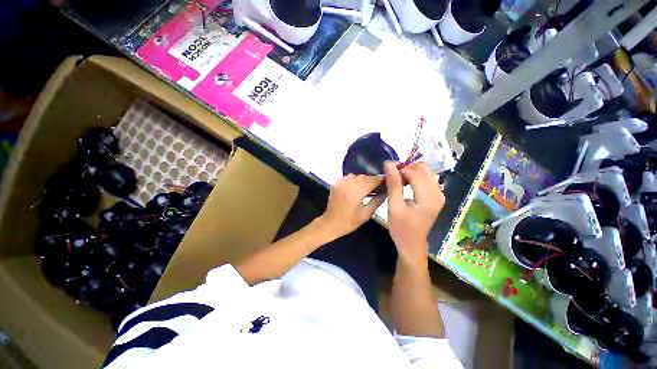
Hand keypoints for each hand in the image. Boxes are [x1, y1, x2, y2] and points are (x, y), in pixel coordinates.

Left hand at [319, 174, 385, 237]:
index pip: (371, 181)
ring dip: (365, 179)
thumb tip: (387, 191)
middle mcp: (347, 185)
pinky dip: (355, 179)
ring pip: (357, 176)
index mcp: (355, 194)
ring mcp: (340, 183)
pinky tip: (358, 186)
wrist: (330, 223)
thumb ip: (377, 201)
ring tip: (370, 186)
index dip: (380, 179)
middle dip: (373, 179)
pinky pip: (349, 177)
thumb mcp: (366, 214)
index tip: (388, 180)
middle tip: (381, 184)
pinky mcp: (336, 183)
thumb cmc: (349, 222)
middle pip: (364, 177)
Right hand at [384, 162, 444, 264]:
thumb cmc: (401, 228)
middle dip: (406, 168)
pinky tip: (405, 184)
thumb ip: (393, 184)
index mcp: (428, 197)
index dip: (400, 168)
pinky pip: (426, 178)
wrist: (412, 244)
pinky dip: (414, 177)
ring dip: (410, 172)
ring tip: (397, 180)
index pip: (415, 172)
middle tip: (392, 175)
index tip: (387, 169)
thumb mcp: (394, 206)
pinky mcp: (436, 196)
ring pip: (425, 172)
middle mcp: (438, 192)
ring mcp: (439, 194)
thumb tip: (389, 164)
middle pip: (423, 168)